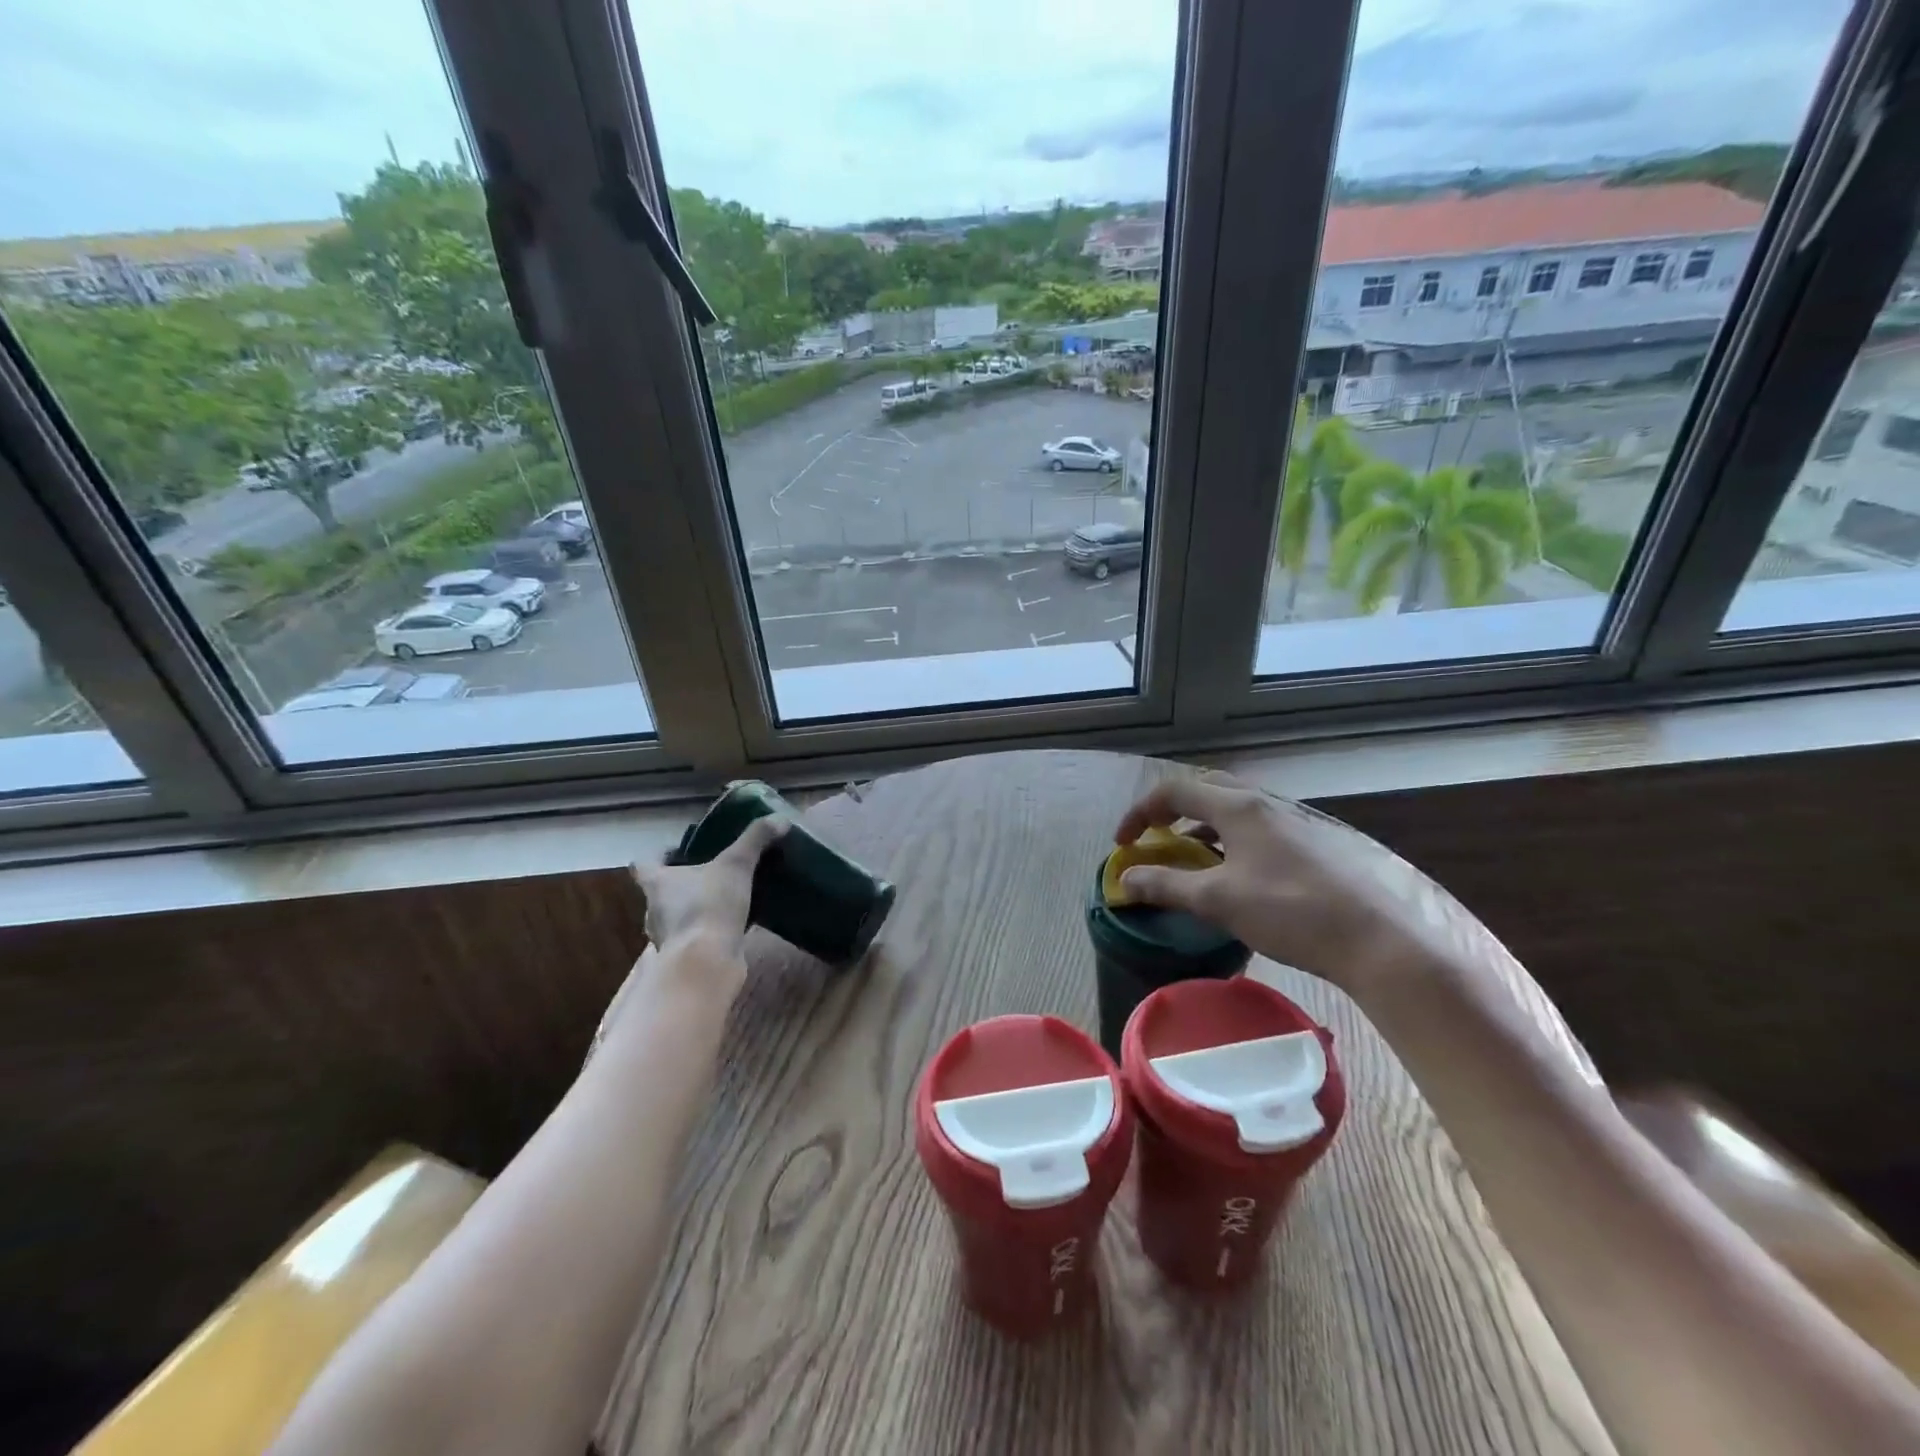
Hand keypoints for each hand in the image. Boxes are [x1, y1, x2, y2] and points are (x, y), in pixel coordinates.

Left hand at [630, 815, 786, 976]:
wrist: (707, 963)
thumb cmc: (709, 906)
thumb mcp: (736, 865)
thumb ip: (755, 839)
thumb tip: (779, 819)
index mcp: (657, 883)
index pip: (643, 864)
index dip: (658, 855)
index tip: (677, 850)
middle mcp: (655, 910)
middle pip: (661, 891)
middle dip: (683, 883)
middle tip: (711, 873)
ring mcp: (669, 938)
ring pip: (678, 917)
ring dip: (696, 909)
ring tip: (726, 900)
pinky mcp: (686, 958)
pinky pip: (697, 938)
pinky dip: (710, 932)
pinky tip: (734, 926)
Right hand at [1114, 772, 1438, 997]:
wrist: (1376, 938)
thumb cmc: (1289, 911)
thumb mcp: (1217, 900)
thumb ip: (1166, 885)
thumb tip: (1124, 880)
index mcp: (1238, 807)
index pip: (1174, 790)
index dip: (1140, 813)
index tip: (1124, 844)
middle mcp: (1264, 803)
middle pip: (1204, 789)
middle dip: (1170, 810)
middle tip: (1154, 838)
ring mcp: (1292, 821)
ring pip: (1233, 808)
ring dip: (1200, 824)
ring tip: (1189, 856)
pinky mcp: (1311, 843)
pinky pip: (1255, 827)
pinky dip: (1228, 838)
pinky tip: (1234, 873)